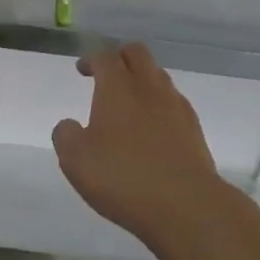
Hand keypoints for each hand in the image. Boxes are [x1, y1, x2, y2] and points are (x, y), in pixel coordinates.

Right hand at [52, 42, 223, 248]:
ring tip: (129, 104)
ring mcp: (176, 107)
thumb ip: (65, 135)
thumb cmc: (123, 177)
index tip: (82, 70)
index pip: (104, 56)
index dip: (91, 59)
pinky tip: (152, 130)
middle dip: (120, 57)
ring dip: (142, 80)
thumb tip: (69, 125)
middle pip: (137, 53)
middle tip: (108, 75)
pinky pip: (174, 103)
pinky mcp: (194, 130)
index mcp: (117, 87)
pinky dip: (160, 106)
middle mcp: (149, 88)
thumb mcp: (76, 159)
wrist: (186, 206)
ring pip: (159, 76)